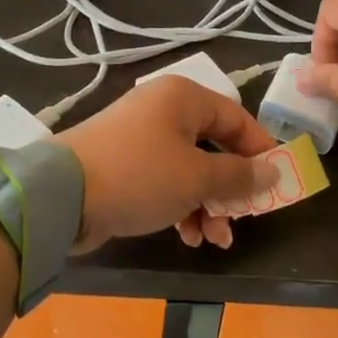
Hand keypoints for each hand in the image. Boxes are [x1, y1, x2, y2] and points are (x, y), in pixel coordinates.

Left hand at [53, 77, 277, 252]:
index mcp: (183, 98)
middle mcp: (163, 110)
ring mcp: (140, 137)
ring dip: (207, 204)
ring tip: (214, 239)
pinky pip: (165, 181)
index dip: (260, 150)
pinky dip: (180, 205)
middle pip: (213, 147)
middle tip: (243, 217)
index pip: (237, 118)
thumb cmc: (140, 175)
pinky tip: (188, 236)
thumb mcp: (197, 177)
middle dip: (230, 189)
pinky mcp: (124, 164)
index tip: (276, 182)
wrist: (61, 195)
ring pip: (190, 169)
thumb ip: (239, 176)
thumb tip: (272, 172)